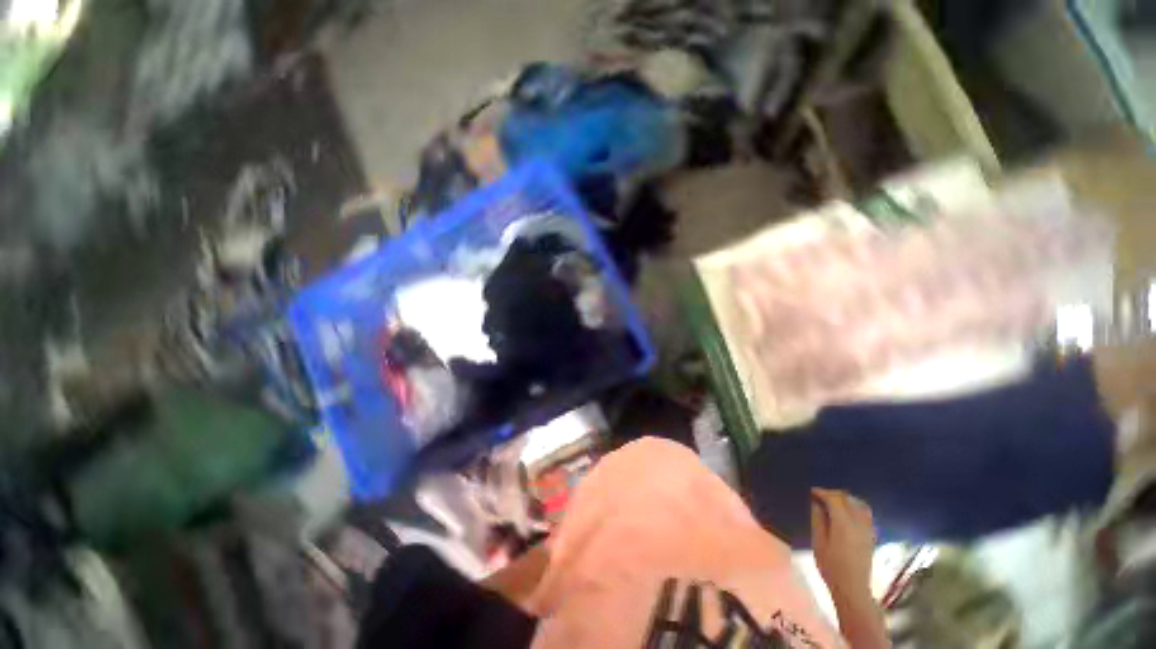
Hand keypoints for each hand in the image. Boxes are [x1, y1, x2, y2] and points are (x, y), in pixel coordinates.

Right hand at [811, 488, 875, 599]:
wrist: (852, 588)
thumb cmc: (831, 566)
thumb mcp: (818, 543)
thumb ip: (818, 520)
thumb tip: (816, 503)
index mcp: (843, 524)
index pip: (834, 499)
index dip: (822, 492)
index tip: (812, 491)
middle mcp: (858, 523)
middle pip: (848, 499)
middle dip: (833, 494)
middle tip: (820, 496)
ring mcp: (867, 530)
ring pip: (860, 504)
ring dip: (846, 499)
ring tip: (833, 502)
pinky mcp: (871, 536)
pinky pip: (866, 513)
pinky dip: (856, 507)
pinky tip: (847, 512)